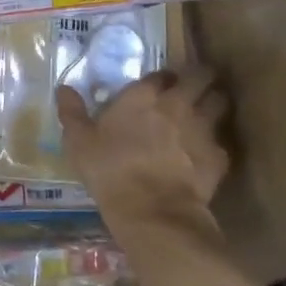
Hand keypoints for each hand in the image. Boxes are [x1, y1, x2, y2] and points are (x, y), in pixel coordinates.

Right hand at [56, 70, 229, 241]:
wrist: (152, 211)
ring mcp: (202, 128)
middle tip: (195, 85)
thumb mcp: (79, 142)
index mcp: (143, 96)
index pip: (161, 74)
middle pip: (200, 76)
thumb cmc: (110, 171)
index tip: (159, 85)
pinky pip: (221, 142)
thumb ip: (72, 112)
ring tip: (208, 110)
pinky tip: (206, 154)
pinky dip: (215, 145)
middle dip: (200, 77)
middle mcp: (177, 103)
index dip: (161, 78)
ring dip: (215, 102)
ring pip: (220, 102)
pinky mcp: (218, 156)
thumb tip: (63, 88)